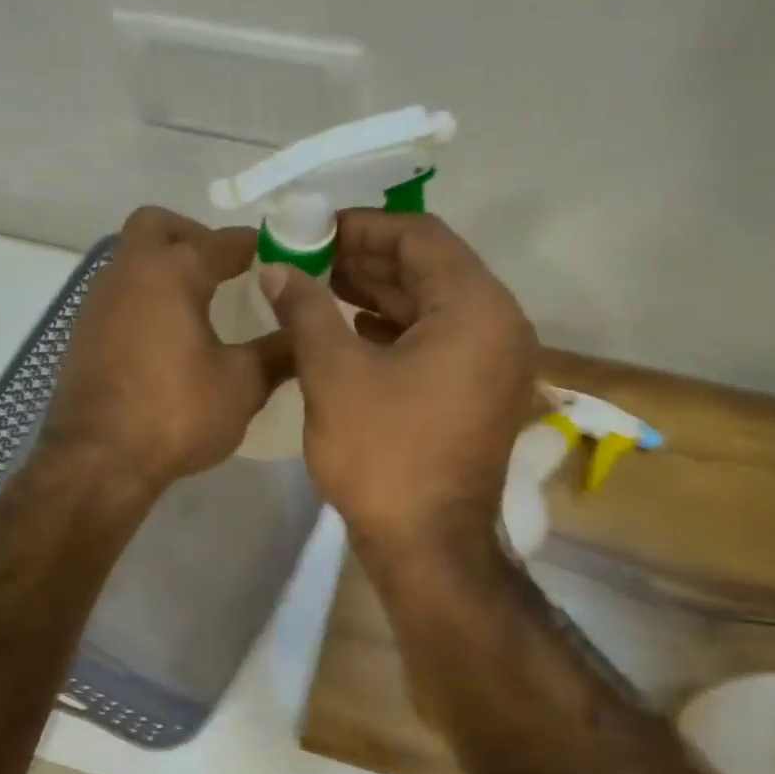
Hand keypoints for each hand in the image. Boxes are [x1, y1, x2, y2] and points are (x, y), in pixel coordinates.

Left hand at [41, 206, 287, 495]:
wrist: (97, 461)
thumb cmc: (176, 414)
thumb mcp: (242, 385)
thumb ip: (277, 353)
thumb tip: (306, 336)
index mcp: (171, 273)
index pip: (222, 241)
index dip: (256, 245)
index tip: (280, 256)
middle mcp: (128, 274)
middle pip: (156, 225)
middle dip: (194, 235)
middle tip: (225, 269)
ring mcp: (98, 303)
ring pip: (132, 260)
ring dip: (165, 267)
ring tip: (200, 305)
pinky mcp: (83, 334)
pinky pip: (119, 295)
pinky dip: (146, 299)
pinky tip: (168, 338)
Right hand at [258, 210, 536, 558]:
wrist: (428, 546)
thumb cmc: (383, 455)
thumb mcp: (334, 374)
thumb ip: (305, 309)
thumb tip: (276, 270)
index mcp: (476, 308)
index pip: (420, 237)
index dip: (361, 226)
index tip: (312, 229)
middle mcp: (498, 325)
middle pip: (430, 268)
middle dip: (366, 259)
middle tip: (308, 256)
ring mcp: (494, 362)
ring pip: (433, 305)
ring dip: (378, 292)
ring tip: (320, 286)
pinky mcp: (480, 391)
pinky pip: (439, 340)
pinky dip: (396, 328)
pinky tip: (352, 328)